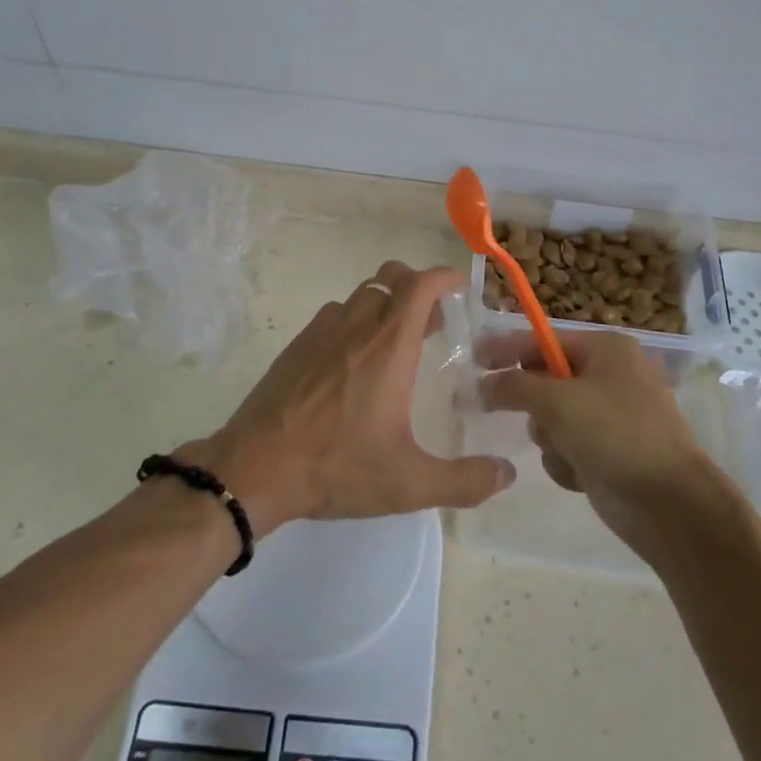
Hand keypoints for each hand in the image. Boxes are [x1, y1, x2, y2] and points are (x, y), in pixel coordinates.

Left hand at [179, 261, 514, 532]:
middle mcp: (356, 327)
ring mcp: (320, 333)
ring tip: (395, 341)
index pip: (420, 286)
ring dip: (384, 305)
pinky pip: (333, 316)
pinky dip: (354, 322)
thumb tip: (506, 475)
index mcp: (388, 347)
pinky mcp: (296, 347)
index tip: (460, 286)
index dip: (443, 277)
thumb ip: (464, 481)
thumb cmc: (336, 467)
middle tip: (433, 319)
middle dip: (416, 286)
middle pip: (389, 278)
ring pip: (360, 296)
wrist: (253, 469)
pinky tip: (353, 362)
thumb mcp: (409, 483)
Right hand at [476, 329, 711, 547]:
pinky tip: (581, 474)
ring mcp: (610, 415)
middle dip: (534, 404)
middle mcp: (609, 376)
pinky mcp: (608, 450)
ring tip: (567, 451)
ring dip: (550, 438)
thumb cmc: (616, 435)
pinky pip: (567, 446)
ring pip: (551, 418)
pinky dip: (566, 460)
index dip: (507, 348)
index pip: (544, 340)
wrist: (669, 504)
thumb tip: (482, 384)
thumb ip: (514, 386)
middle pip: (546, 379)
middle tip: (500, 410)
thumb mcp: (558, 402)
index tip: (472, 357)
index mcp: (606, 349)